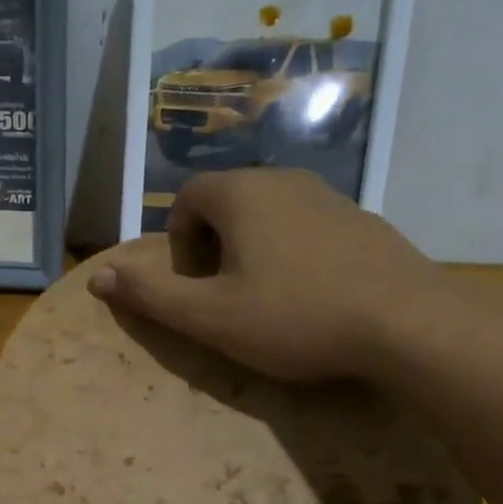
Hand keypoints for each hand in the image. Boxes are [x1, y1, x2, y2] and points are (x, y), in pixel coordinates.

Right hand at [89, 168, 449, 381]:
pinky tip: (312, 297)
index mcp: (242, 194)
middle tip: (225, 296)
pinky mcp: (363, 221)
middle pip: (230, 201)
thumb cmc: (294, 318)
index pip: (189, 197)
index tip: (193, 283)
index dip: (179, 240)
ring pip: (272, 214)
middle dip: (214, 244)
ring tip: (268, 300)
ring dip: (255, 249)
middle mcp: (285, 180)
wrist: (404, 323)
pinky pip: (309, 228)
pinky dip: (295, 253)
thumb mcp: (210, 317)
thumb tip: (98, 278)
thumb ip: (151, 296)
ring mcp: (331, 197)